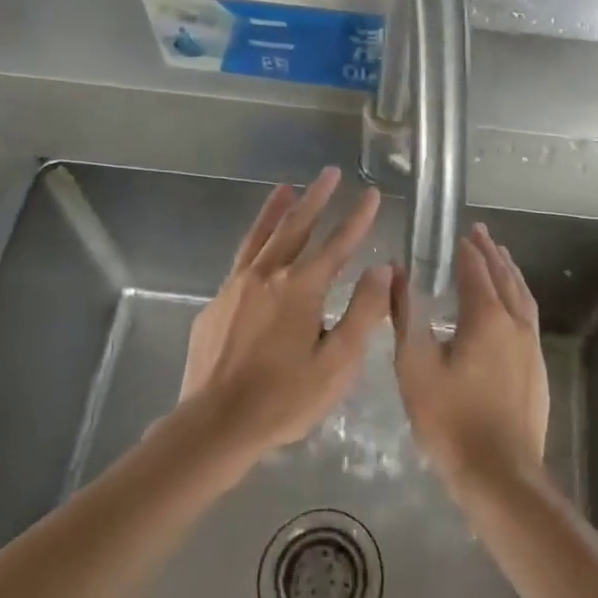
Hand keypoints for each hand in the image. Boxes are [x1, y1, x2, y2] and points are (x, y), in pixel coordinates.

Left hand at [180, 167, 389, 463]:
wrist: (215, 425)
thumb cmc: (285, 399)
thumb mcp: (338, 363)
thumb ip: (363, 313)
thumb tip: (383, 269)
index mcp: (300, 289)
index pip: (337, 244)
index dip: (358, 219)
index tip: (372, 194)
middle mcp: (267, 276)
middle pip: (295, 227)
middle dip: (316, 198)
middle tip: (329, 172)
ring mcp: (236, 287)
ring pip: (260, 236)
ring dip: (277, 210)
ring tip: (286, 187)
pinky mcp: (216, 304)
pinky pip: (240, 260)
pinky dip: (253, 240)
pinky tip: (257, 245)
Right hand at [395, 223, 548, 493]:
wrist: (500, 473)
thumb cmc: (450, 419)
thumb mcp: (415, 367)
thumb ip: (406, 316)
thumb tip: (397, 274)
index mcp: (487, 317)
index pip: (476, 271)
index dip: (467, 251)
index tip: (460, 233)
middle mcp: (515, 323)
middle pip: (504, 277)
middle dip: (491, 253)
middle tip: (481, 233)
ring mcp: (531, 346)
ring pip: (522, 296)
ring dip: (509, 272)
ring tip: (501, 258)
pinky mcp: (537, 368)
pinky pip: (528, 317)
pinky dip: (518, 297)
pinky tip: (512, 307)